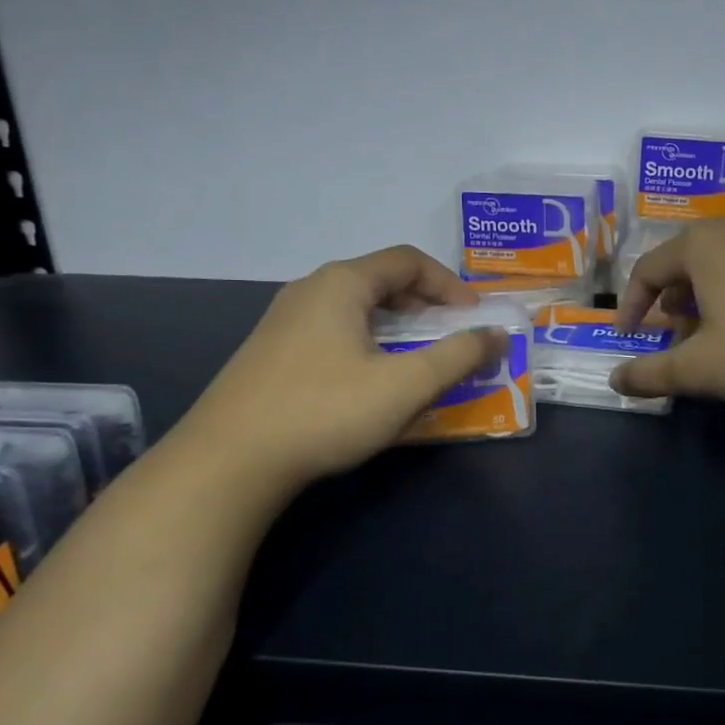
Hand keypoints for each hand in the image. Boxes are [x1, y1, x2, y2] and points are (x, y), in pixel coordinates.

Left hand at [174, 246, 503, 494]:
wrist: (227, 463)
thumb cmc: (324, 412)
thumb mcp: (404, 386)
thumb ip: (458, 357)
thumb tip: (497, 335)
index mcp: (342, 284)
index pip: (408, 261)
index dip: (449, 284)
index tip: (474, 317)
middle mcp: (310, 290)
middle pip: (380, 280)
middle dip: (425, 304)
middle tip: (451, 335)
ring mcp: (283, 322)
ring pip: (355, 308)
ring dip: (396, 326)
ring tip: (417, 358)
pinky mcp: (270, 353)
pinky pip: (332, 331)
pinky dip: (367, 342)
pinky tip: (370, 381)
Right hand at [611, 214, 724, 404]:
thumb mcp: (701, 367)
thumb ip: (651, 374)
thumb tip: (615, 380)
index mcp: (702, 245)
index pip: (647, 269)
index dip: (631, 306)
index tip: (629, 340)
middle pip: (688, 262)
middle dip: (673, 302)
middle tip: (674, 337)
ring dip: (710, 299)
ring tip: (717, 336)